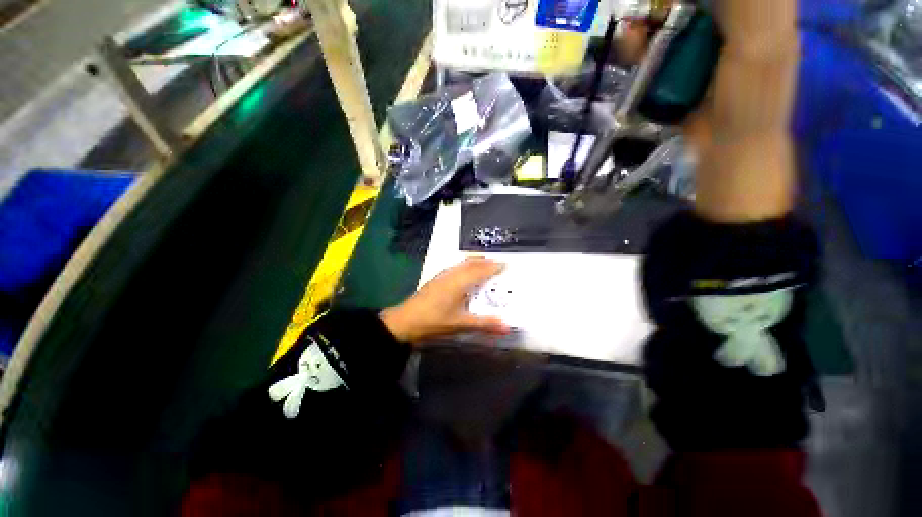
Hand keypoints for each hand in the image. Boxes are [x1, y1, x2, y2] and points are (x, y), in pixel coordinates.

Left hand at [380, 258, 510, 344]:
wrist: (405, 321)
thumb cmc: (434, 321)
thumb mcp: (461, 324)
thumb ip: (484, 324)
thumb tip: (507, 327)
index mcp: (460, 282)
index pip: (481, 270)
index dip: (494, 266)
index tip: (505, 264)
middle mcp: (452, 274)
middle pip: (471, 262)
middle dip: (485, 261)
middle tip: (497, 263)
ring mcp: (442, 275)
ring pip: (462, 263)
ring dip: (475, 262)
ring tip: (484, 266)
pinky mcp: (436, 279)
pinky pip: (455, 267)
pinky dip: (465, 266)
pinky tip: (464, 274)